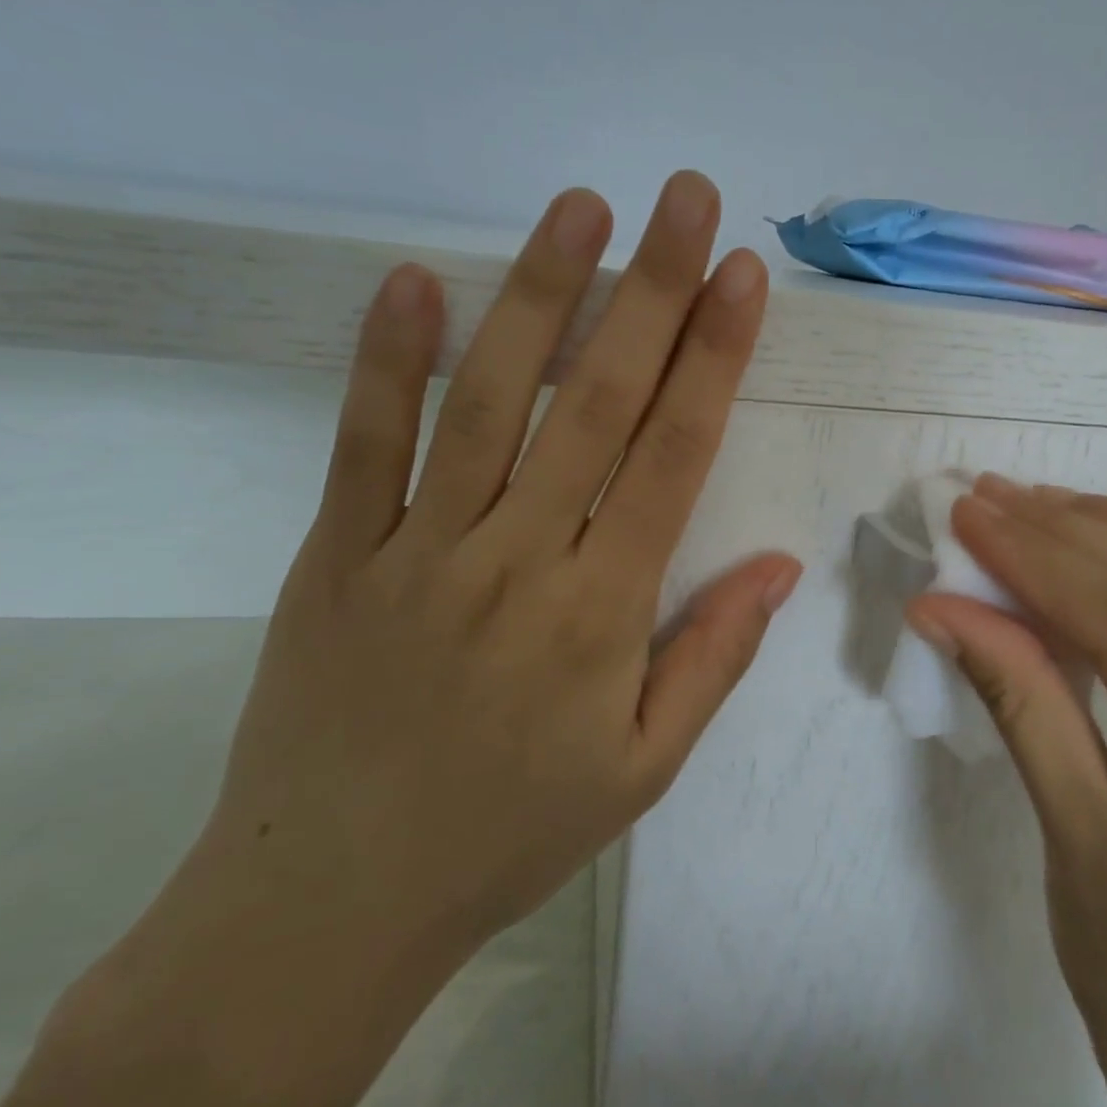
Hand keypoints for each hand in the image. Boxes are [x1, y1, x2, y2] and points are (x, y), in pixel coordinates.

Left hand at [0, 173, 800, 1106]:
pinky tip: (410, 281)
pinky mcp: (340, 555)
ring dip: (537, 293)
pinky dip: (386, 358)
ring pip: (488, 399)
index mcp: (602, 611)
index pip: (674, 454)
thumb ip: (714, 656)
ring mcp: (420, 548)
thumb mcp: (642, 767)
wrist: (327, 907)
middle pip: (597, 400)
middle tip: (684, 199)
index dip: (714, 356)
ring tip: (579, 208)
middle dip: (651, 289)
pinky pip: (365, 443)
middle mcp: (518, 558)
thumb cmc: (511, 833)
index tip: (743, 277)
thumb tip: (779, 564)